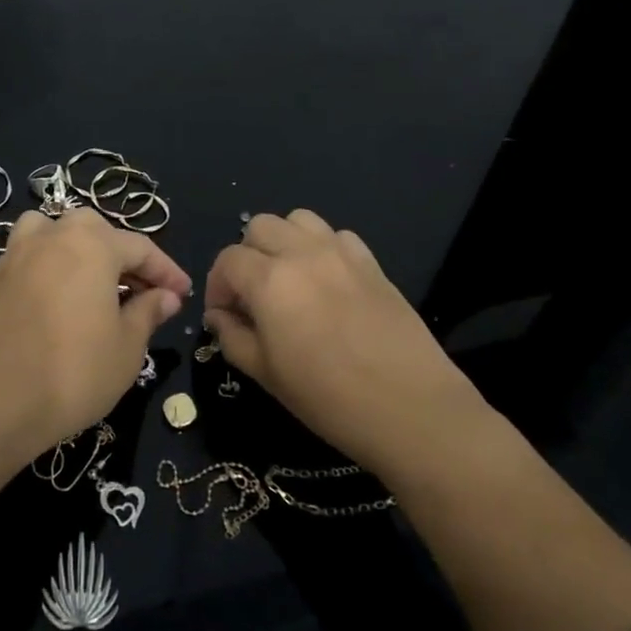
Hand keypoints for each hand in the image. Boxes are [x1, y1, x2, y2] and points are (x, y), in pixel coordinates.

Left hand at [0, 207, 190, 456]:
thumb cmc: (74, 372)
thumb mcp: (127, 347)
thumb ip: (148, 313)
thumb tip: (165, 296)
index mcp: (92, 245)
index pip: (140, 247)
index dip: (166, 271)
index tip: (183, 293)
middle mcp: (54, 236)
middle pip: (95, 230)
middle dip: (121, 255)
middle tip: (140, 292)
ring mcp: (18, 254)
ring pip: (53, 231)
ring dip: (77, 247)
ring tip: (89, 280)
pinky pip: (28, 255)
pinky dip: (47, 265)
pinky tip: (55, 297)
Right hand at [203, 209, 485, 471]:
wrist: (412, 410)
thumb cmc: (329, 399)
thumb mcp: (266, 374)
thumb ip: (233, 337)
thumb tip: (220, 317)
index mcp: (270, 281)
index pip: (228, 261)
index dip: (217, 286)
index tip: (223, 315)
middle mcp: (302, 254)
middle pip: (259, 227)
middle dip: (246, 256)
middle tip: (252, 295)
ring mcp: (341, 253)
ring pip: (298, 220)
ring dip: (283, 241)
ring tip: (288, 278)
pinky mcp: (372, 263)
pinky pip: (337, 235)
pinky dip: (321, 248)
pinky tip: (326, 281)